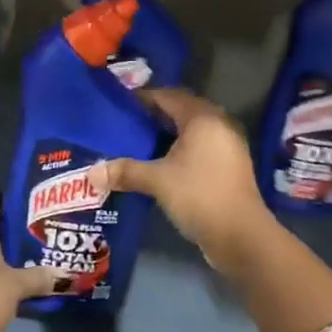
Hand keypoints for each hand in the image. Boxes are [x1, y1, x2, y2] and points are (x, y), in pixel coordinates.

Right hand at [106, 89, 277, 273]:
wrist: (241, 236)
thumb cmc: (199, 196)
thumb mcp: (157, 181)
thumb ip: (125, 171)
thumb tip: (90, 174)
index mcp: (202, 118)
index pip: (168, 96)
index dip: (143, 98)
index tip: (119, 106)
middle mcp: (218, 125)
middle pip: (181, 111)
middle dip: (154, 116)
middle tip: (126, 124)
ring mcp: (227, 146)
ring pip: (191, 131)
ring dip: (167, 135)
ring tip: (138, 144)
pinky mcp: (229, 166)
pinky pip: (199, 147)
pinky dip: (179, 150)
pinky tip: (160, 164)